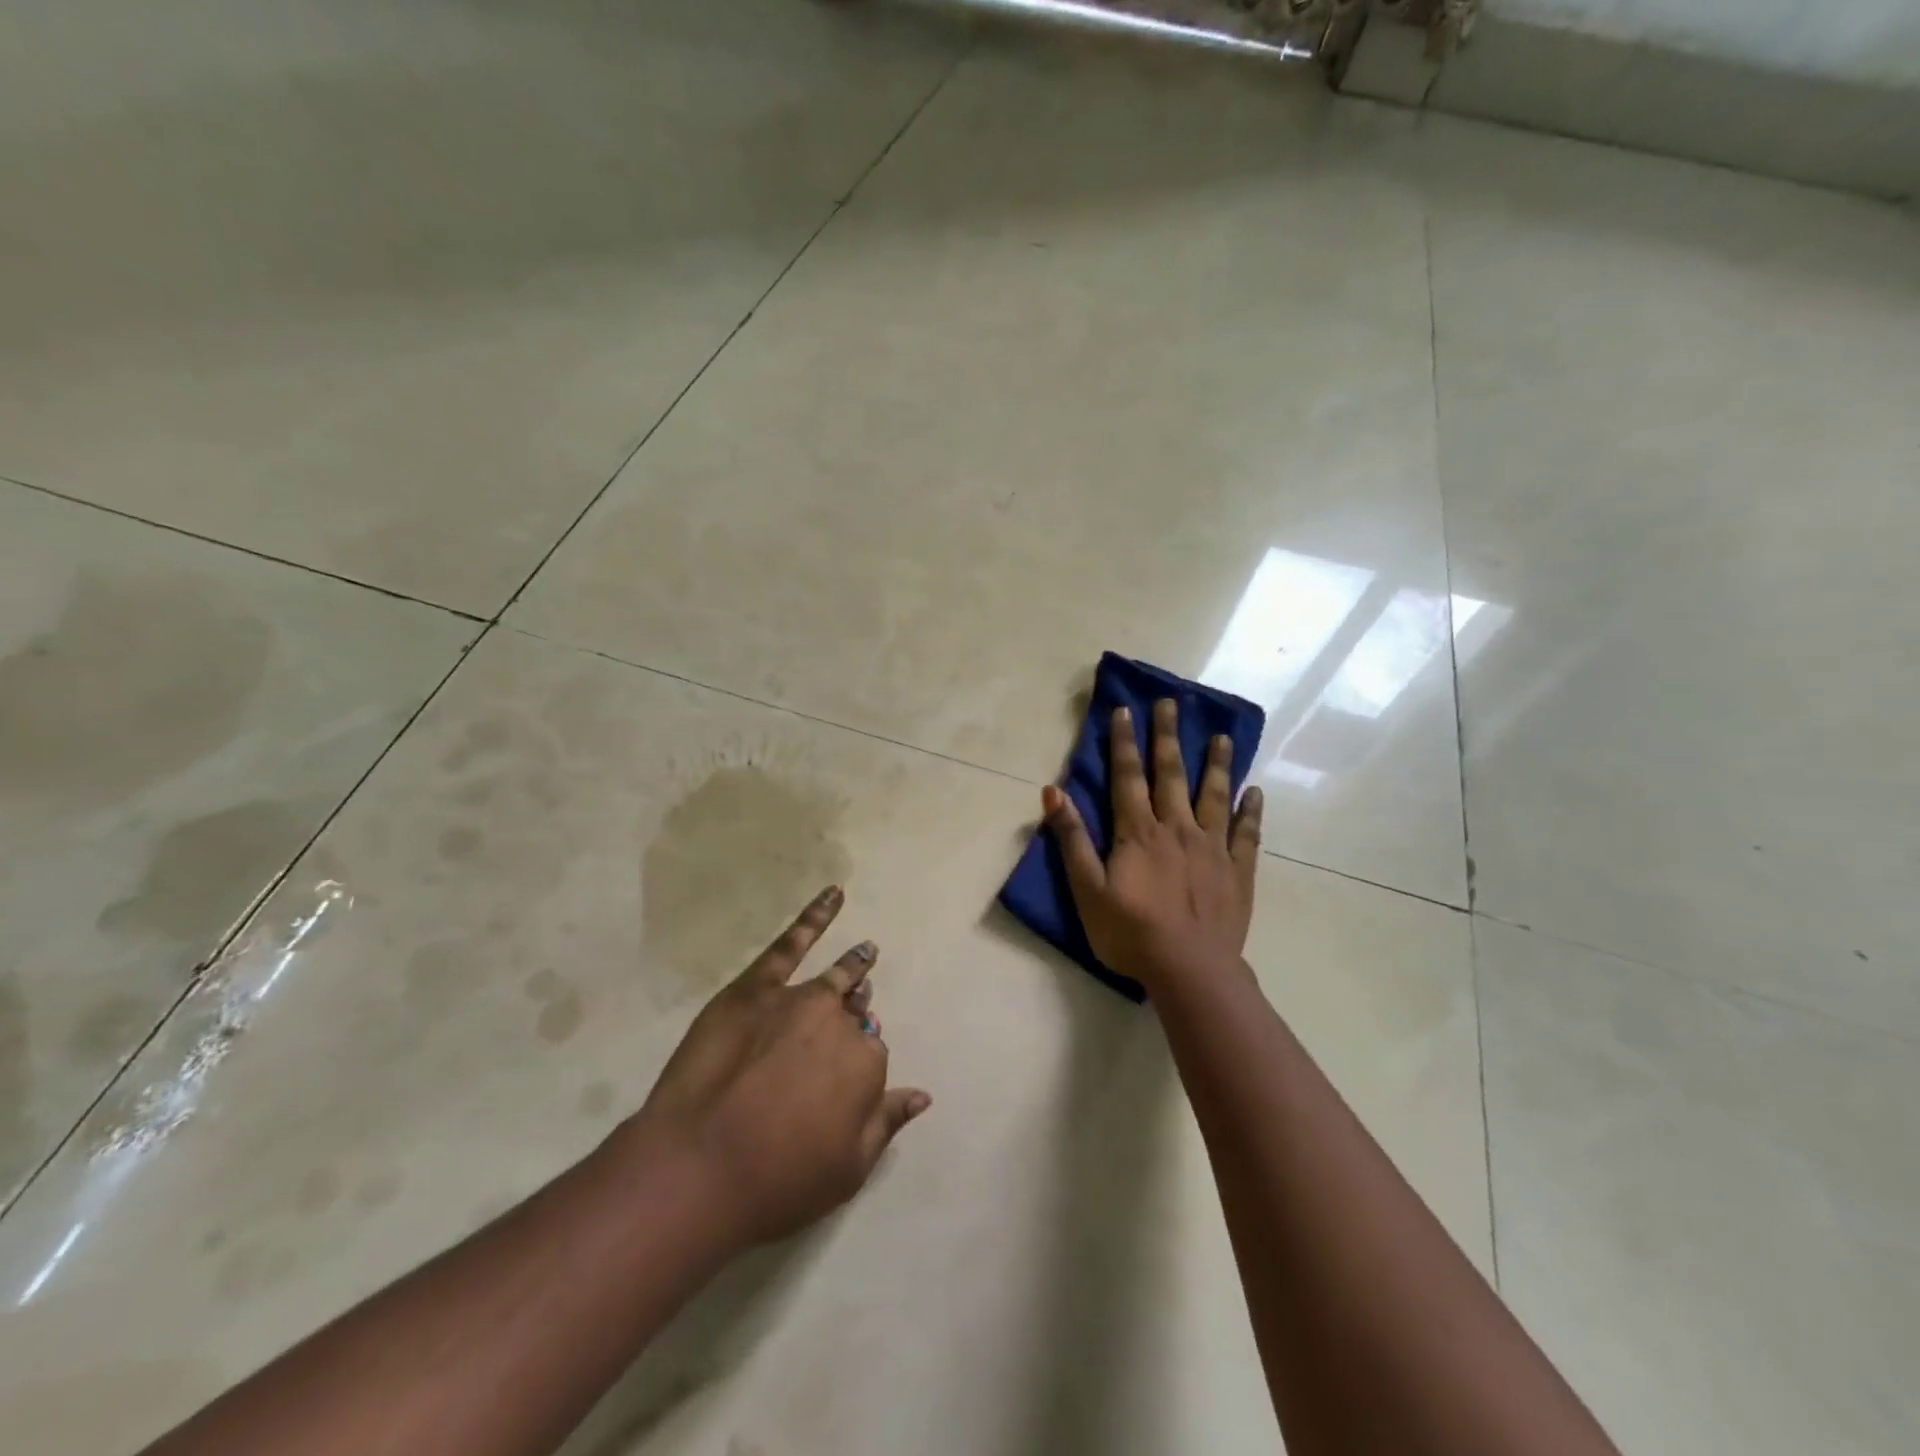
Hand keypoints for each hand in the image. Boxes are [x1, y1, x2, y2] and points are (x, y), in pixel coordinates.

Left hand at [624, 886, 929, 1247]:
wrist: (698, 1168)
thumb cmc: (777, 1180)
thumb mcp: (847, 1170)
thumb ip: (887, 1124)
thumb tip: (922, 1096)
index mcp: (866, 1064)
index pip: (872, 1055)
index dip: (857, 1069)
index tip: (841, 1084)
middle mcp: (840, 1023)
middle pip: (854, 1015)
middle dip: (855, 1017)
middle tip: (852, 1018)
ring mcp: (799, 999)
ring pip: (836, 978)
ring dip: (855, 964)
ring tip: (866, 951)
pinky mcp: (756, 988)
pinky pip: (791, 943)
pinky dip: (815, 916)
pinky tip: (833, 895)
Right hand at [1042, 698, 1262, 989]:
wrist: (1190, 971)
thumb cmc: (1130, 933)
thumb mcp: (1087, 889)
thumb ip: (1072, 839)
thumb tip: (1053, 791)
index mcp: (1139, 832)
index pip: (1128, 776)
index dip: (1124, 742)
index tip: (1125, 710)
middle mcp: (1177, 828)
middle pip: (1172, 774)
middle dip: (1168, 736)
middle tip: (1172, 703)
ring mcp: (1212, 848)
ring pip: (1215, 795)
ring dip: (1218, 763)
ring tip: (1223, 736)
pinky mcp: (1237, 871)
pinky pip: (1247, 833)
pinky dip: (1252, 811)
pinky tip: (1256, 792)